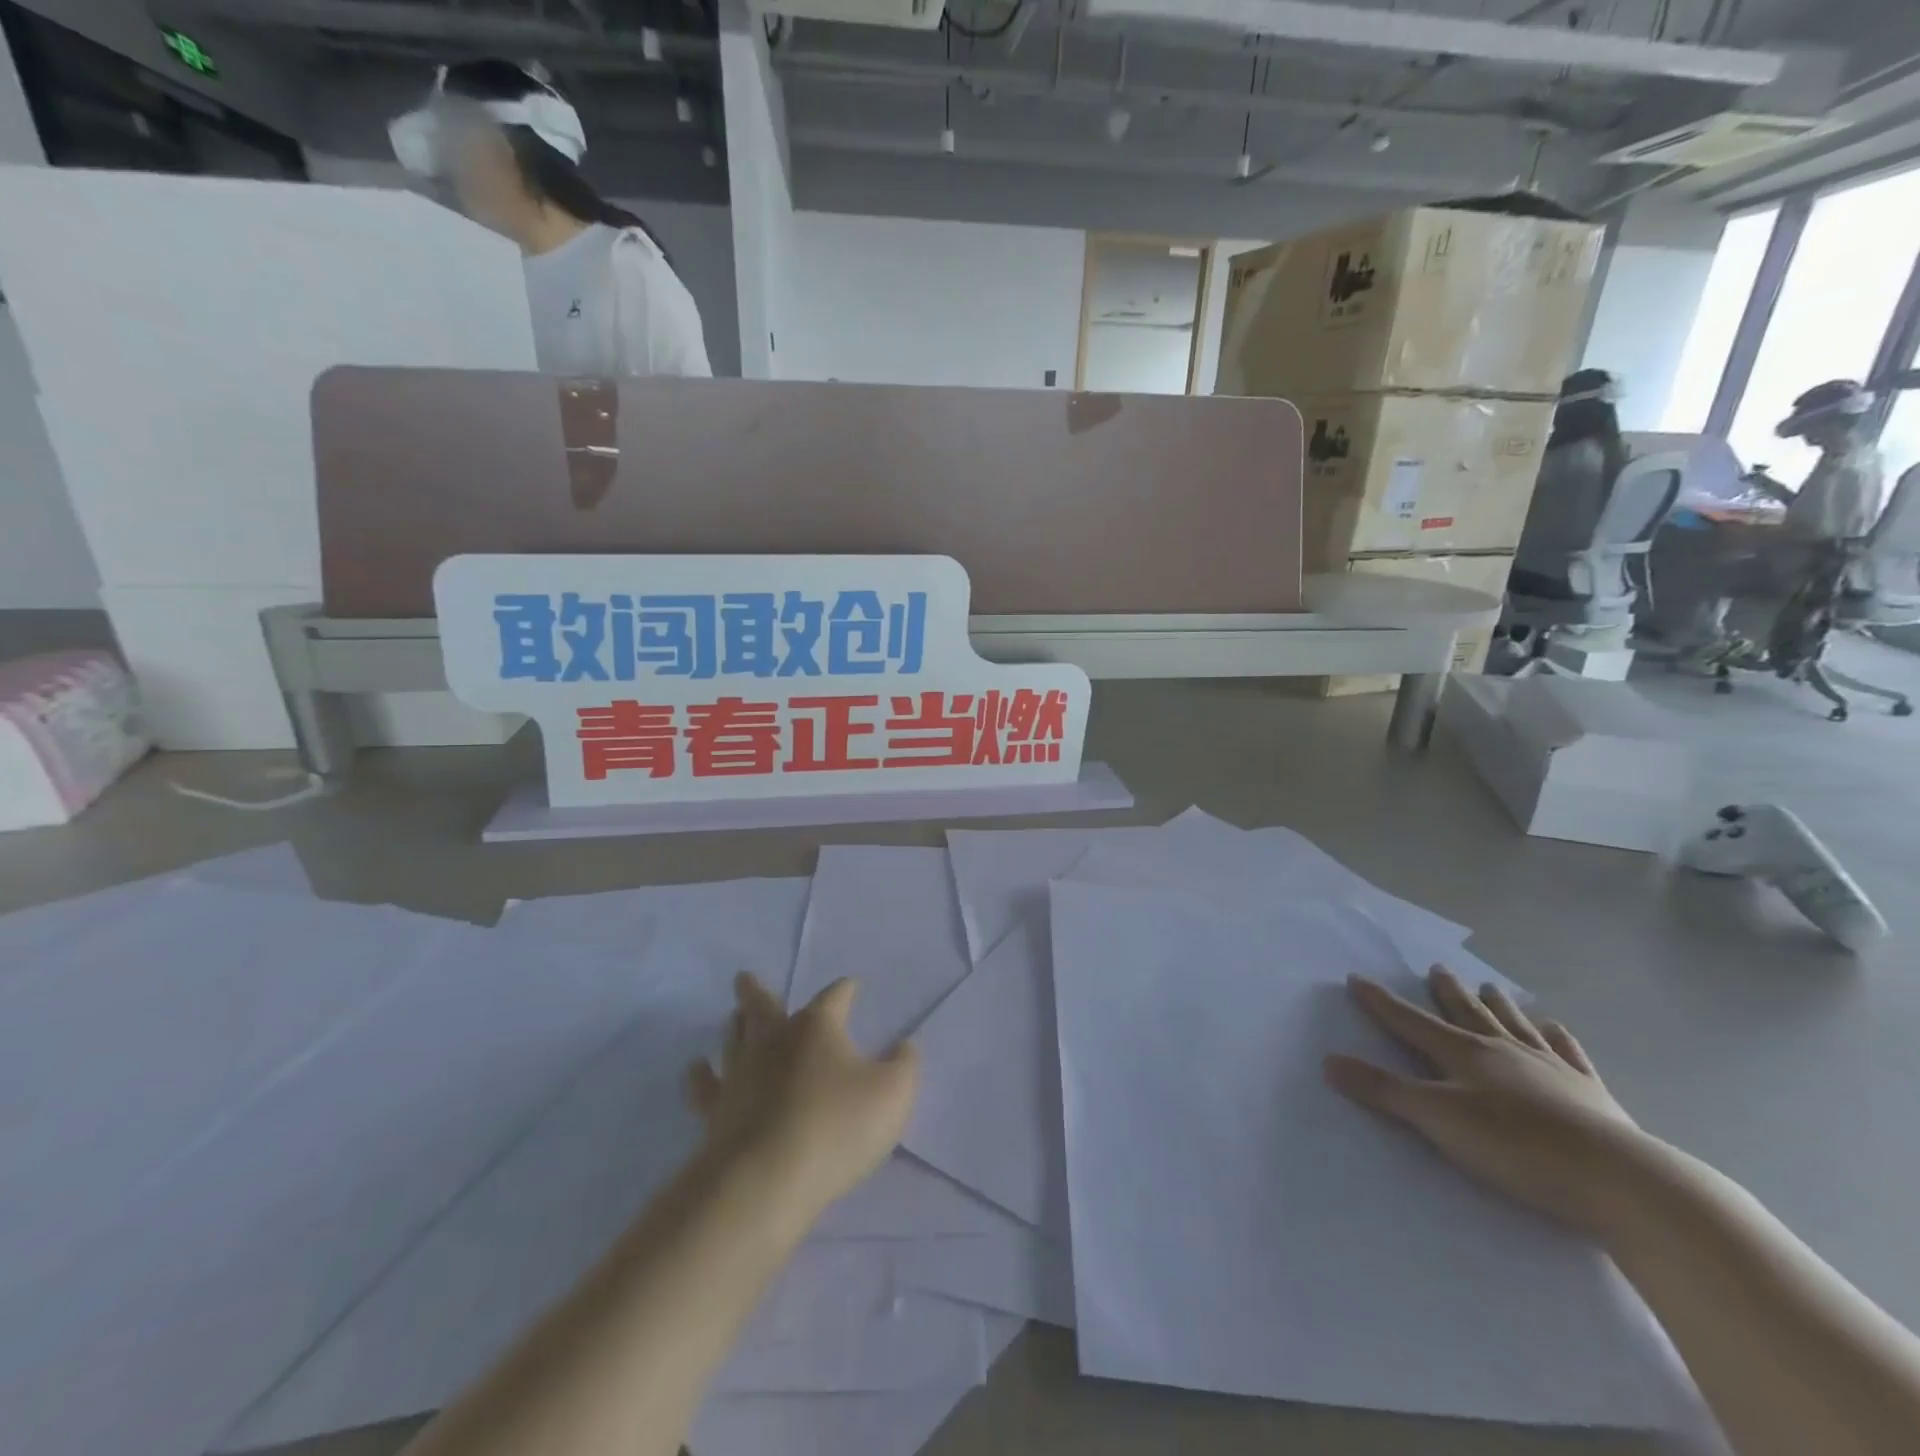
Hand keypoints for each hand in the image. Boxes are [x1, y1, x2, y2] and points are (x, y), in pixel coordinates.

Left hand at [686, 974, 917, 1216]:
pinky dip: (699, 1076)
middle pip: (764, 1006)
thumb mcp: (893, 1094)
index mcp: (818, 1028)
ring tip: (732, 1015)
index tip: (851, 986)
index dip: (845, 990)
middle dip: (757, 991)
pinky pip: (704, 1087)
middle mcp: (775, 1041)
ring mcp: (740, 1074)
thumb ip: (904, 1065)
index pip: (834, 997)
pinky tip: (694, 1068)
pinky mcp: (716, 1112)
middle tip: (743, 977)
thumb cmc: (837, 1128)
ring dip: (734, 1025)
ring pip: (734, 1038)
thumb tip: (904, 1046)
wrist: (766, 1181)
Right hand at [1325, 968, 1656, 1234]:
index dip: (1381, 1002)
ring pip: (1515, 1024)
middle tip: (1437, 968)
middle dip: (1447, 992)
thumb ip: (1383, 1091)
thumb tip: (1329, 1061)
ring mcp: (1550, 1067)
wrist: (1620, 1180)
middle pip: (1466, 1013)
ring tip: (1490, 987)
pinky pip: (1567, 1052)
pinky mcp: (1591, 1092)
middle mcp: (1503, 1049)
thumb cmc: (1515, 1147)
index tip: (1358, 979)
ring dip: (1498, 1005)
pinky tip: (1554, 1027)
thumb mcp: (1436, 1120)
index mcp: (1463, 1053)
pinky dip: (1556, 1036)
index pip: (1410, 1021)